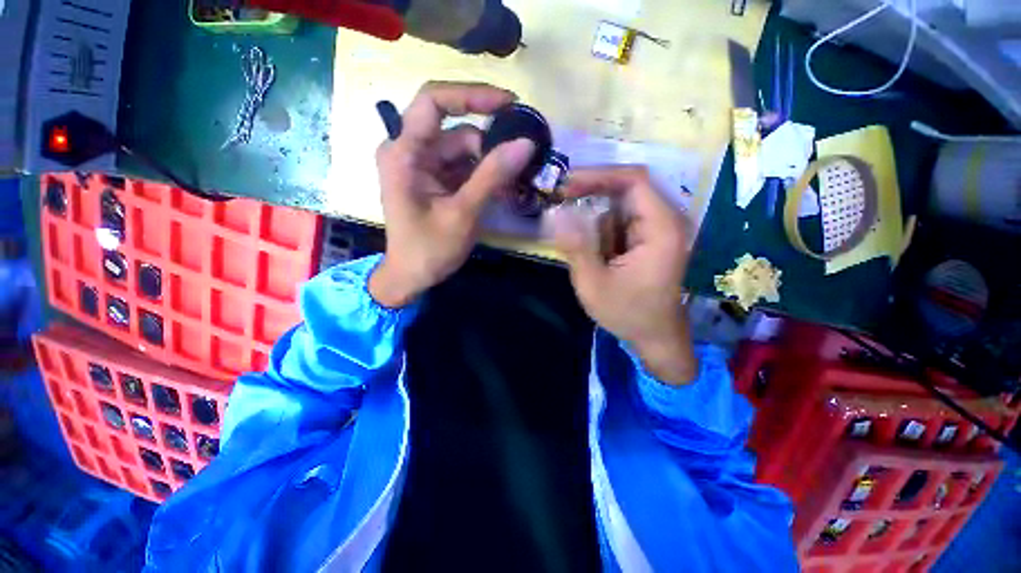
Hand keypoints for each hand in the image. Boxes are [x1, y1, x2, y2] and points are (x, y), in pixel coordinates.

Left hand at [370, 82, 536, 307]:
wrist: (412, 277)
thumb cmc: (429, 249)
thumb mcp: (463, 213)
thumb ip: (492, 177)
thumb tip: (526, 144)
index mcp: (404, 153)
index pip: (434, 101)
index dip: (472, 95)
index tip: (509, 104)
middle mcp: (410, 151)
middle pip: (456, 130)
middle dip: (490, 145)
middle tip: (521, 160)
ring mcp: (422, 166)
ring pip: (464, 150)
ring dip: (490, 165)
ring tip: (514, 184)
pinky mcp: (434, 180)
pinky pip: (463, 168)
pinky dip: (483, 176)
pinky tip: (501, 191)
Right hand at [549, 167, 696, 384]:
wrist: (656, 337)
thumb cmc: (628, 314)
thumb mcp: (593, 284)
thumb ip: (575, 246)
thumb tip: (554, 213)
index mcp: (661, 229)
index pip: (633, 180)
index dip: (598, 175)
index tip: (566, 184)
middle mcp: (666, 221)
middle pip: (627, 188)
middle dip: (591, 195)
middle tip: (560, 204)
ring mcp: (659, 229)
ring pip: (620, 206)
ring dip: (595, 218)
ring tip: (583, 245)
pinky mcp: (649, 238)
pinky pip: (621, 221)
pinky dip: (601, 230)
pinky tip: (596, 254)